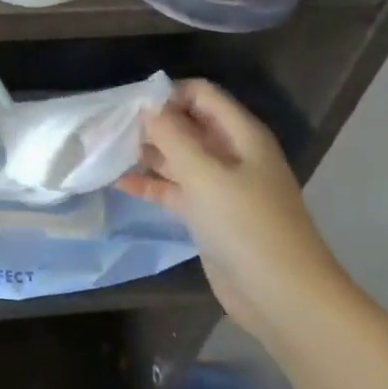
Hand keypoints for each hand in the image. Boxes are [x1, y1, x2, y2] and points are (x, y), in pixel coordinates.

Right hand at [118, 80, 344, 330]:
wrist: (280, 294)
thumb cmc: (246, 225)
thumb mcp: (205, 174)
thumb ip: (173, 137)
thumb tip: (148, 108)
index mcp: (241, 134)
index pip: (201, 95)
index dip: (167, 94)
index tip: (129, 105)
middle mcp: (231, 154)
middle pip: (188, 125)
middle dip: (151, 124)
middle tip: (108, 128)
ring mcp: (220, 186)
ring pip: (179, 158)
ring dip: (147, 154)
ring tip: (107, 151)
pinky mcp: (208, 215)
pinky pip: (175, 190)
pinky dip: (151, 185)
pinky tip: (119, 182)